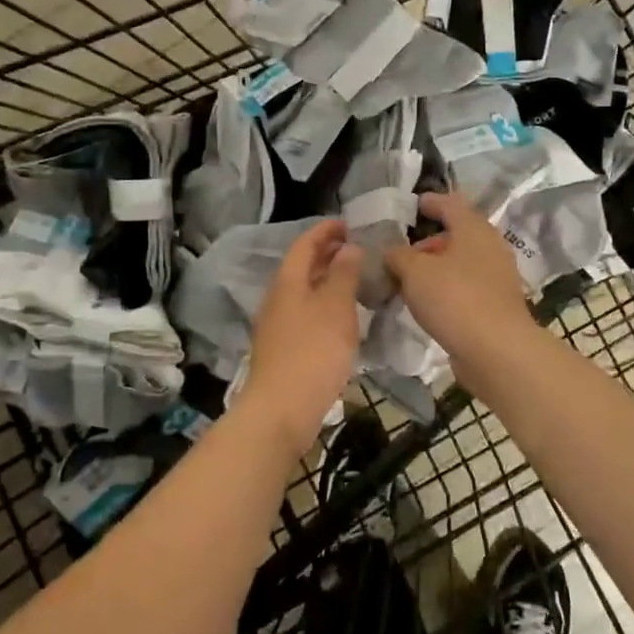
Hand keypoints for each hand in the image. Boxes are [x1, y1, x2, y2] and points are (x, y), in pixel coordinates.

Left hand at [243, 219, 363, 452]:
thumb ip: (343, 274)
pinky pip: (305, 315)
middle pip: (301, 267)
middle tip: (355, 249)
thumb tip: (347, 247)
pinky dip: (324, 306)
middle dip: (326, 254)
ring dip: (326, 281)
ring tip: (354, 281)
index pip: (304, 244)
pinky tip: (341, 319)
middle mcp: (277, 299)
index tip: (347, 223)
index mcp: (288, 282)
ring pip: (303, 292)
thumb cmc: (313, 352)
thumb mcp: (336, 307)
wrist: (282, 409)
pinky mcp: (283, 350)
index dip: (324, 230)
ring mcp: (277, 326)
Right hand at [384, 192, 539, 367]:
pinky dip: (445, 289)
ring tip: (407, 280)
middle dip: (428, 241)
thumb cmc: (454, 298)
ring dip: (435, 268)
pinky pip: (465, 287)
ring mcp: (496, 278)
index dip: (430, 202)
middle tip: (400, 252)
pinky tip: (426, 303)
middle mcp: (490, 247)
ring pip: (461, 263)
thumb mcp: (414, 271)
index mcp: (474, 229)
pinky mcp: (495, 305)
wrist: (497, 351)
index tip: (414, 205)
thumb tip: (391, 251)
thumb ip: (398, 255)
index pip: (451, 203)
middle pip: (457, 235)